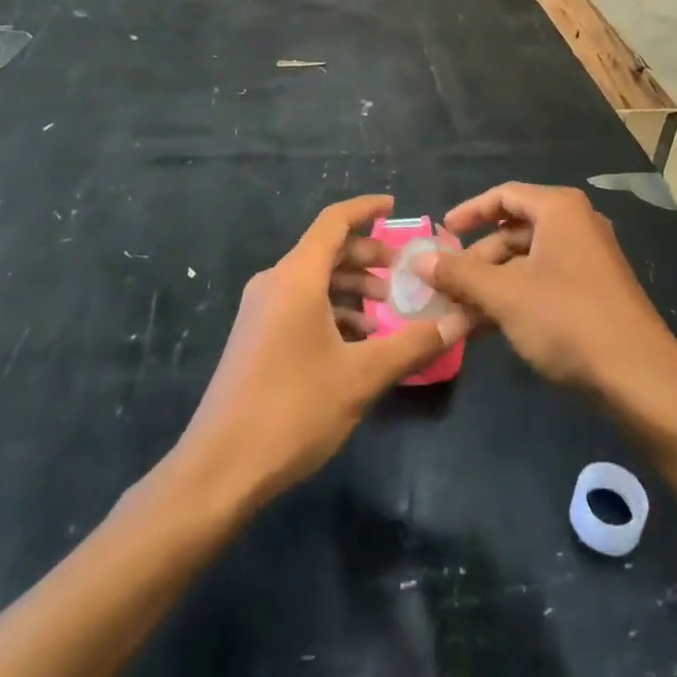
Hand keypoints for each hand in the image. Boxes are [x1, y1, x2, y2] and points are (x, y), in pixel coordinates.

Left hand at [176, 195, 470, 507]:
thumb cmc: (292, 410)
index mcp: (296, 277)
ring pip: (314, 280)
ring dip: (352, 288)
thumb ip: (412, 344)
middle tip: (405, 275)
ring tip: (387, 313)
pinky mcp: (254, 337)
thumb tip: (459, 321)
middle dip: (368, 257)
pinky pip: (300, 304)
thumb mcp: (361, 377)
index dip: (365, 209)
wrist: (217, 470)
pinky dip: (332, 310)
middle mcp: (275, 282)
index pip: (334, 221)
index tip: (395, 206)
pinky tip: (356, 343)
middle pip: (327, 250)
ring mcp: (260, 310)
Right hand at [419, 183, 676, 407]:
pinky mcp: (593, 292)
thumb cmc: (567, 319)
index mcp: (560, 210)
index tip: (441, 233)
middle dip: (476, 261)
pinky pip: (543, 283)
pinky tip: (486, 330)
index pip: (505, 196)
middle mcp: (576, 225)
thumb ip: (459, 275)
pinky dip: (514, 299)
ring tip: (457, 316)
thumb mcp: (505, 296)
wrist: (640, 377)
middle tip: (445, 287)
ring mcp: (588, 260)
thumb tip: (418, 260)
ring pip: (526, 263)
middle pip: (514, 232)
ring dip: (491, 286)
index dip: (469, 212)